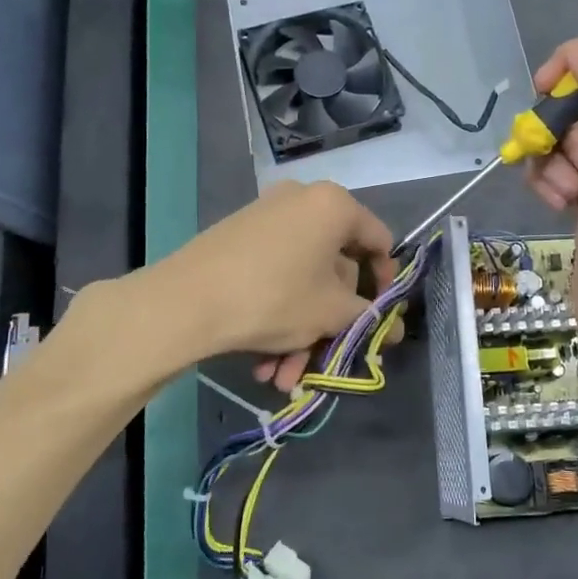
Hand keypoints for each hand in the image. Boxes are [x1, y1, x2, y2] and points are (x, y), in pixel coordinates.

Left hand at [156, 180, 396, 389]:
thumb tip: (394, 328)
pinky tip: (262, 363)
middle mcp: (302, 201)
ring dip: (300, 332)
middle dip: (330, 323)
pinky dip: (276, 315)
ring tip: (283, 377)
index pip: (379, 242)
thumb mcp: (331, 313)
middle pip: (334, 268)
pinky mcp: (238, 238)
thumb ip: (369, 317)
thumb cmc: (275, 298)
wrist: (184, 302)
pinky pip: (274, 276)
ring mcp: (266, 218)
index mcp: (334, 206)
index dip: (386, 284)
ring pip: (301, 280)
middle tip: (325, 360)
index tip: (378, 320)